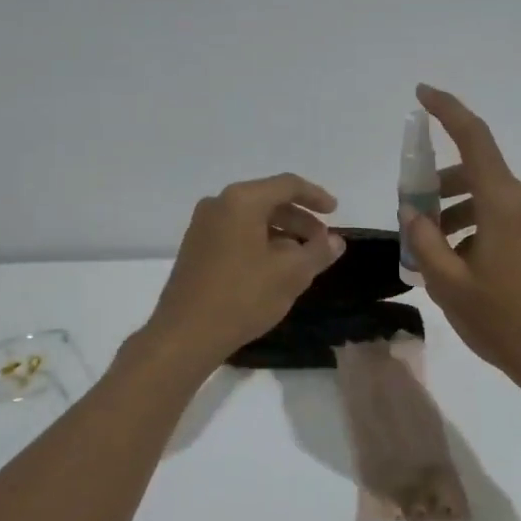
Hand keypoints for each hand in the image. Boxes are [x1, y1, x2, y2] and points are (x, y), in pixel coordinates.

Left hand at [143, 173, 345, 369]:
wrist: (185, 334)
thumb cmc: (242, 297)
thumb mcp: (291, 274)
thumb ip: (318, 251)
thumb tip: (336, 240)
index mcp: (241, 201)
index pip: (287, 185)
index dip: (316, 196)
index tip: (335, 212)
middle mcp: (218, 205)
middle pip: (268, 200)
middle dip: (299, 219)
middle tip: (321, 242)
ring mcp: (202, 226)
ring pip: (252, 219)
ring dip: (281, 233)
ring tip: (302, 259)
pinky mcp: (196, 248)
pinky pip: (236, 234)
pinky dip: (260, 243)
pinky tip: (274, 268)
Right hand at [403, 86, 520, 397]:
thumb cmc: (506, 322)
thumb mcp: (450, 285)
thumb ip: (424, 241)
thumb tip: (412, 212)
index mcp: (504, 202)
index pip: (473, 137)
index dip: (446, 110)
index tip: (422, 94)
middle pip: (478, 173)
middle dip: (440, 187)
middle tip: (414, 219)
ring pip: (492, 199)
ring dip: (459, 213)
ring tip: (435, 253)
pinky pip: (510, 218)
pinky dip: (481, 227)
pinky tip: (466, 265)